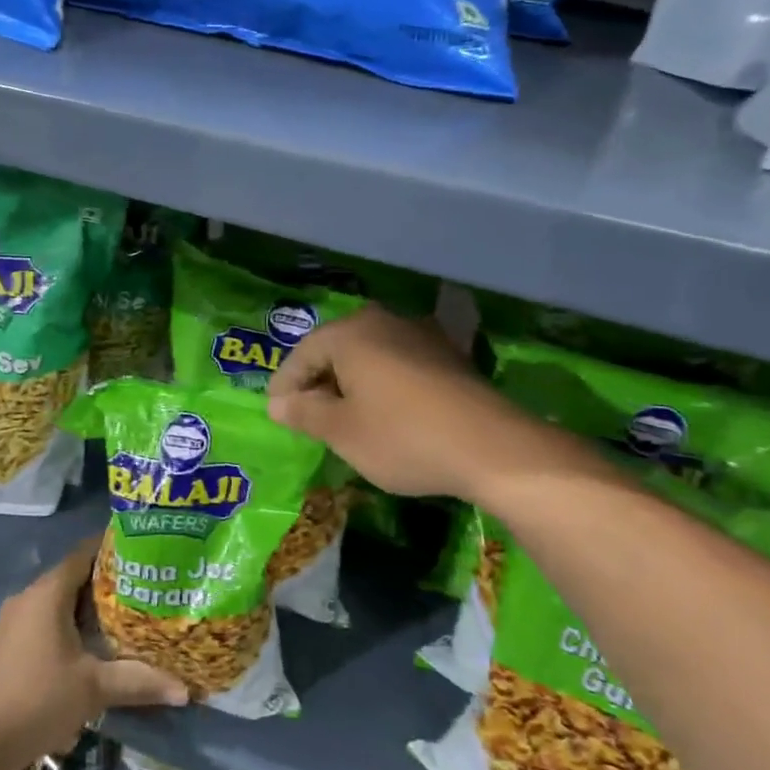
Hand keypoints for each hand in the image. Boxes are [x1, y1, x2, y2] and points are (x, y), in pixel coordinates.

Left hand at [0, 536, 187, 768]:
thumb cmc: (40, 699)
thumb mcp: (96, 688)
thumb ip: (140, 681)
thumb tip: (184, 689)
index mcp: (48, 592)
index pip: (84, 552)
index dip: (112, 548)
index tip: (143, 550)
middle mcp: (29, 596)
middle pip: (73, 575)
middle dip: (106, 579)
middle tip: (143, 584)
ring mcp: (15, 620)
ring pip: (59, 599)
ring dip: (88, 604)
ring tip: (126, 612)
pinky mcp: (9, 642)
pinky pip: (46, 617)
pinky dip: (70, 621)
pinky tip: (92, 642)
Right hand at [268, 305, 542, 501]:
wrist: (492, 447)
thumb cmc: (402, 437)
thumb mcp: (342, 431)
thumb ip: (304, 413)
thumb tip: (277, 403)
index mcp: (350, 333)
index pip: (302, 354)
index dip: (285, 384)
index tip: (276, 412)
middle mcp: (383, 321)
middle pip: (336, 348)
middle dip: (318, 381)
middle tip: (306, 415)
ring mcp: (420, 334)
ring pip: (368, 355)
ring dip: (350, 382)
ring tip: (342, 416)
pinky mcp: (447, 354)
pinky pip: (397, 364)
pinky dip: (381, 384)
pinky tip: (384, 411)